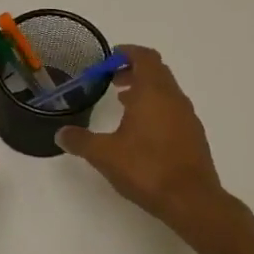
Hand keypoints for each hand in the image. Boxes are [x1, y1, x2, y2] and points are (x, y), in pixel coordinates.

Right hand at [56, 45, 228, 231]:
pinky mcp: (193, 136)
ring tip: (122, 104)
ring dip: (145, 90)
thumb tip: (60, 134)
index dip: (127, 52)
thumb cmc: (146, 168)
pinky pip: (172, 110)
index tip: (110, 57)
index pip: (145, 57)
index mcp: (153, 93)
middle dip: (133, 71)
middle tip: (111, 80)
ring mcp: (187, 117)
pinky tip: (140, 130)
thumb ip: (80, 141)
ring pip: (166, 91)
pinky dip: (155, 108)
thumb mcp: (104, 154)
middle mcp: (174, 99)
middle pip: (157, 71)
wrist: (191, 200)